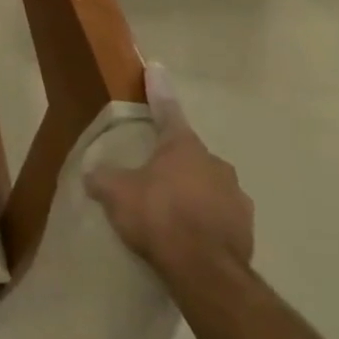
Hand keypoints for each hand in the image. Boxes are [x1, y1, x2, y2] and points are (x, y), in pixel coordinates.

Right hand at [85, 65, 253, 276]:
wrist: (204, 270)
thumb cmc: (157, 216)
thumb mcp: (115, 193)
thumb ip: (103, 178)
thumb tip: (93, 175)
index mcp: (183, 148)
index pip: (166, 110)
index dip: (158, 90)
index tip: (156, 68)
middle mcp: (215, 164)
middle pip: (188, 154)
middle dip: (171, 160)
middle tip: (150, 176)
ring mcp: (236, 197)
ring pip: (206, 185)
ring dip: (189, 191)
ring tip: (167, 211)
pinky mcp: (245, 228)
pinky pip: (217, 214)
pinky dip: (202, 218)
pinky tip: (186, 235)